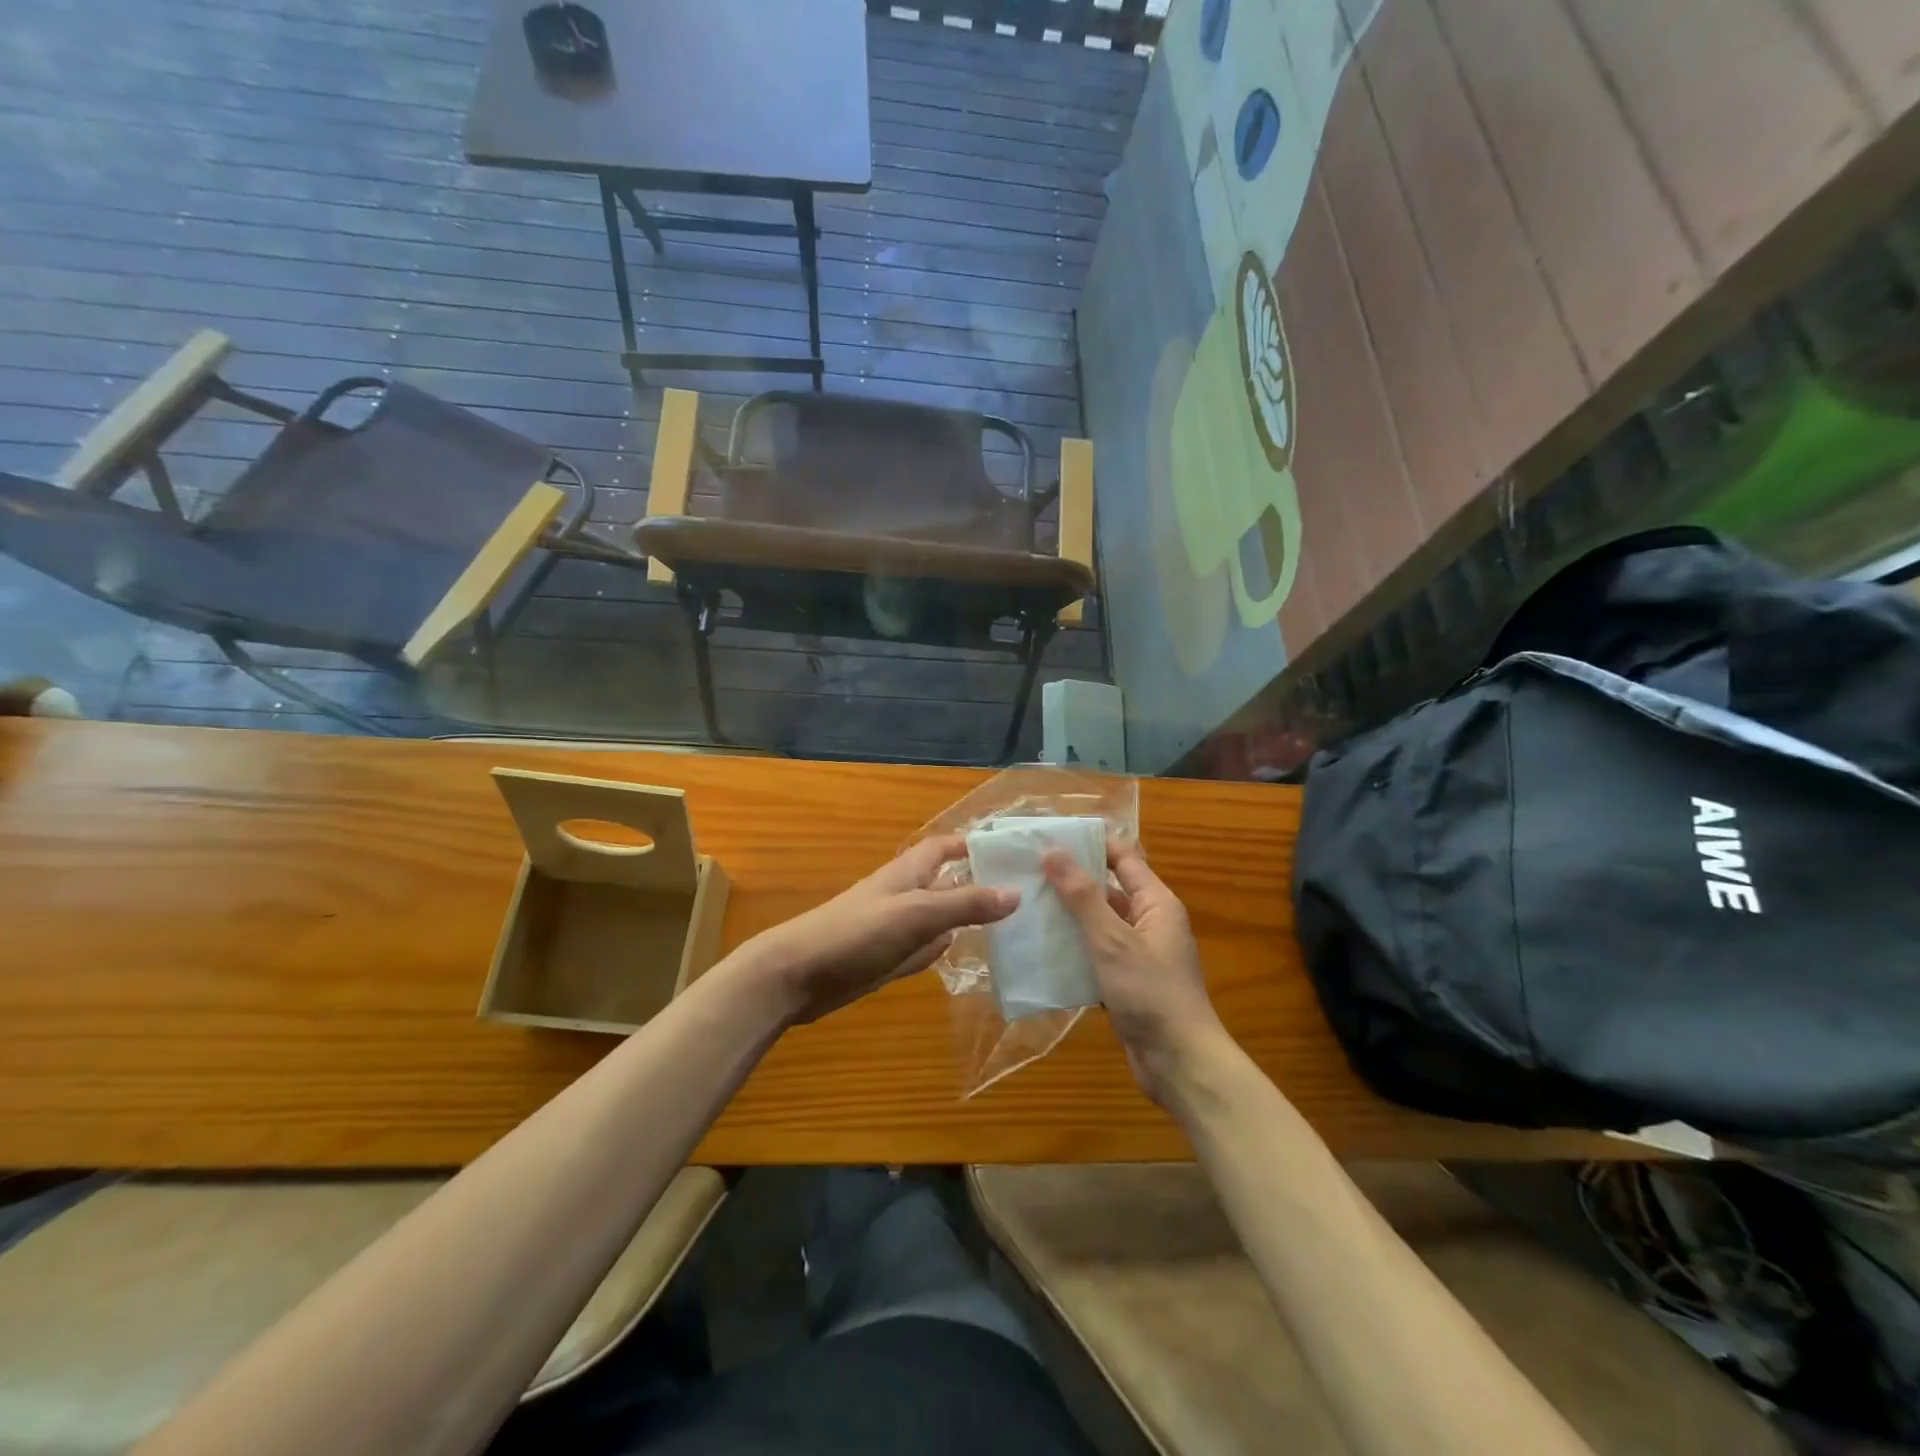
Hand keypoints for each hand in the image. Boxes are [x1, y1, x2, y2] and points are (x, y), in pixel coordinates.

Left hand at [740, 835, 1017, 1026]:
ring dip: (964, 918)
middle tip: (1022, 891)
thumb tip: (1016, 892)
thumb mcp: (917, 914)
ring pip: (937, 918)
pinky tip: (963, 955)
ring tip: (1007, 924)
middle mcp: (903, 896)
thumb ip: (965, 904)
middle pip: (945, 882)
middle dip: (977, 882)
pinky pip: (922, 949)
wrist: (795, 975)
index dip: (972, 843)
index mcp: (907, 874)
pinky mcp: (884, 960)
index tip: (1009, 848)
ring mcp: (893, 930)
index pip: (944, 848)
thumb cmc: (856, 933)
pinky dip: (942, 949)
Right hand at [1044, 839, 1227, 1105]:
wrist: (1180, 1064)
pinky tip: (1039, 952)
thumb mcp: (1112, 940)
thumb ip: (1082, 896)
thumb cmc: (1151, 993)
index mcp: (1156, 903)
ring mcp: (1138, 955)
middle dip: (1070, 882)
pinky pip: (1095, 957)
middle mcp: (1149, 923)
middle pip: (1107, 891)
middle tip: (1026, 872)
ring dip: (1067, 919)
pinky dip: (1072, 953)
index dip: (1090, 844)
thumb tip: (1054, 851)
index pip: (1122, 858)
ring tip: (1024, 908)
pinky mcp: (1126, 983)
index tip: (1049, 837)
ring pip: (1098, 926)